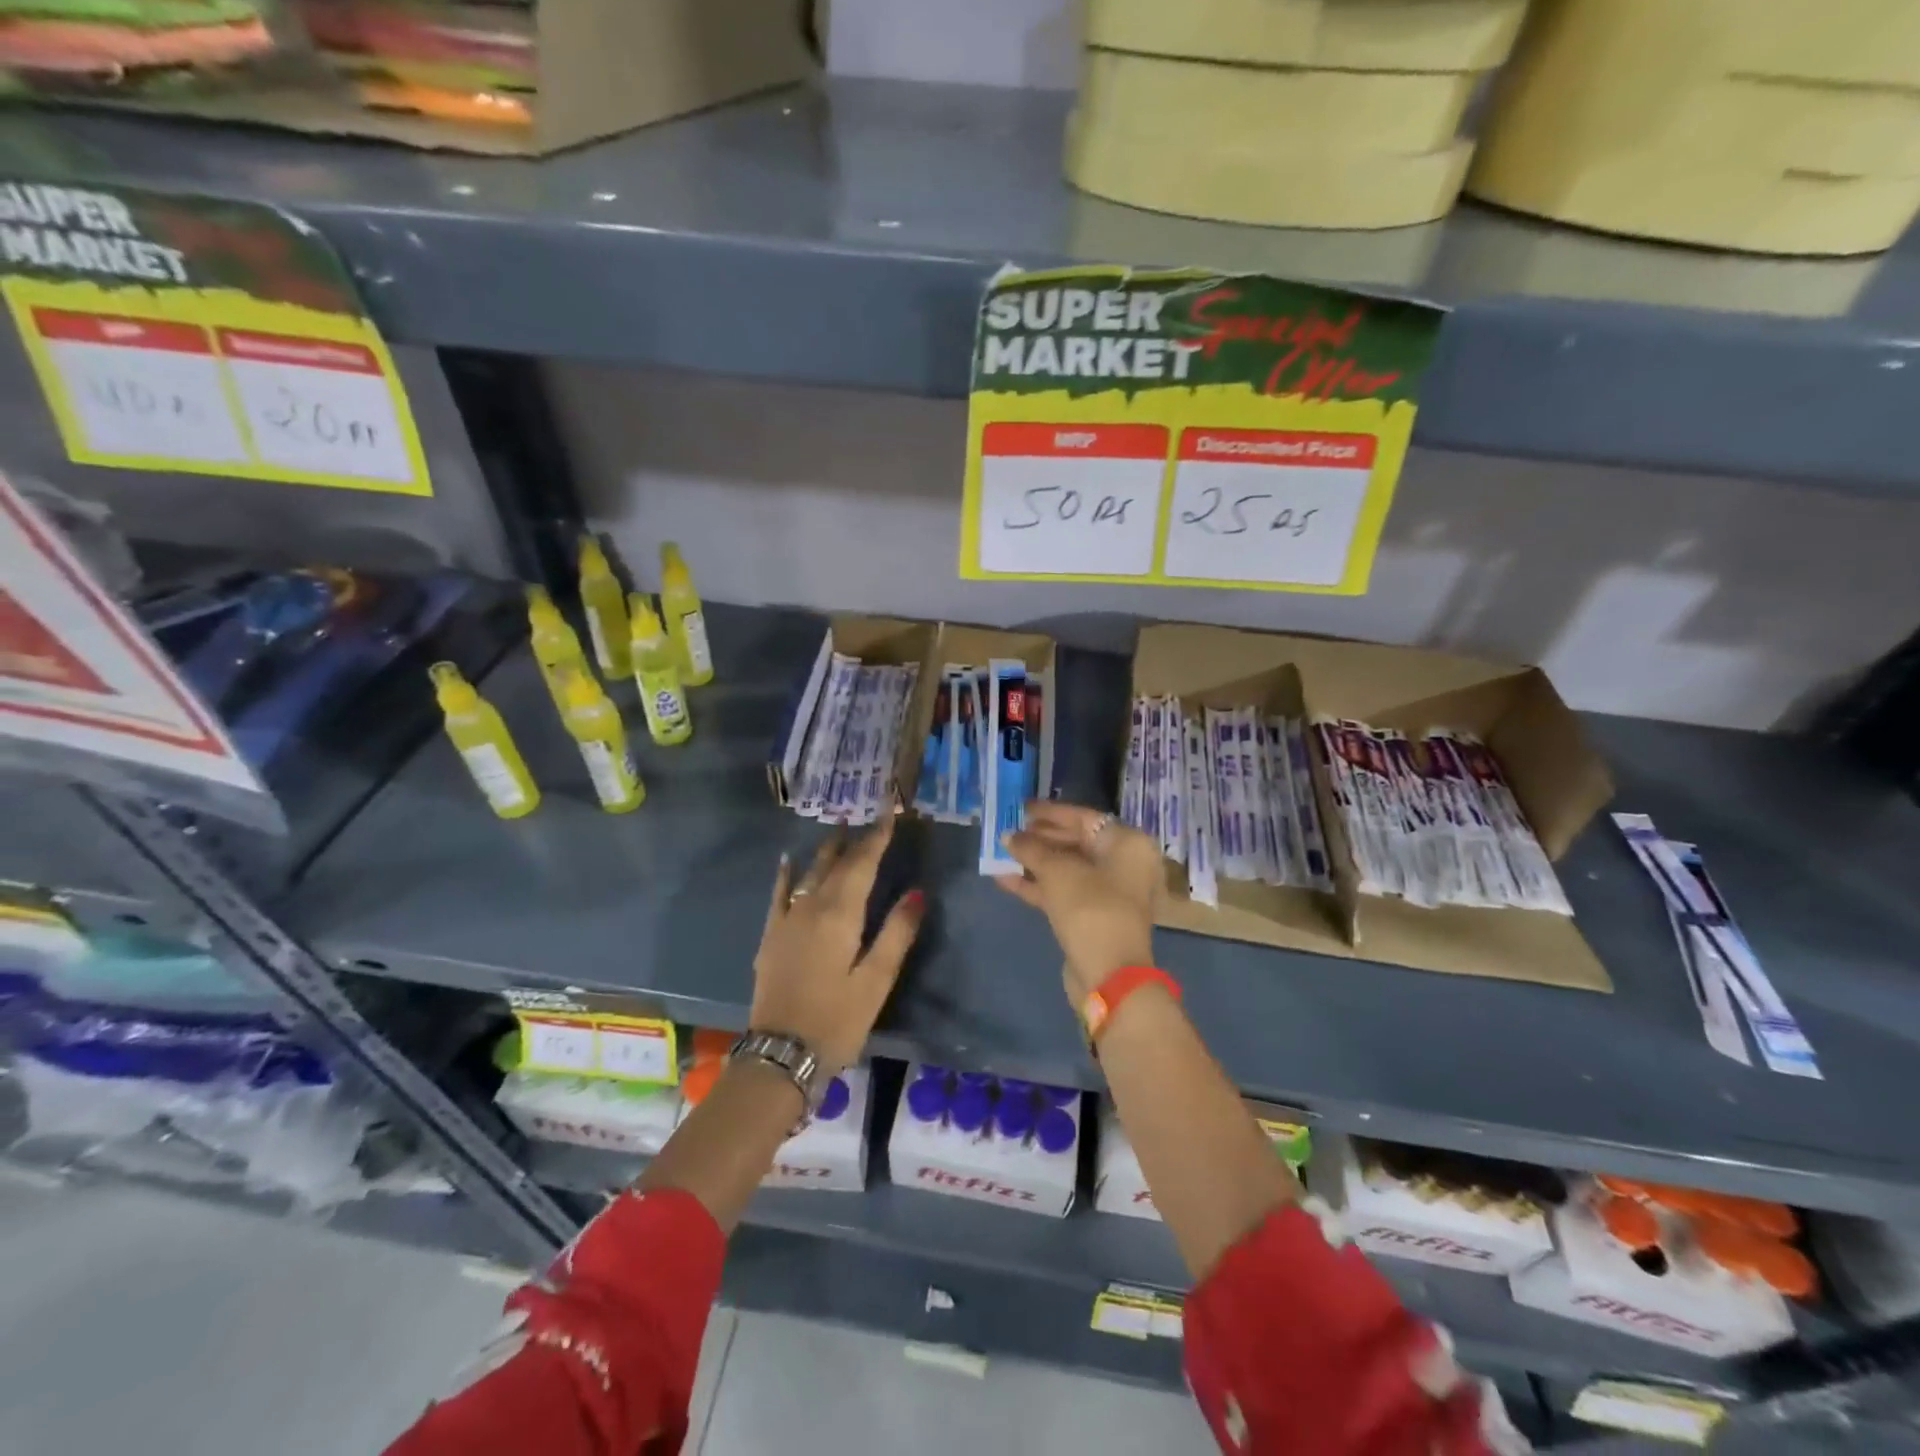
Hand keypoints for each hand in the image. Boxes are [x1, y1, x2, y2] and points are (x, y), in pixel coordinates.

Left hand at [751, 817, 923, 1077]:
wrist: (780, 1054)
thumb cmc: (837, 1020)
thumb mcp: (876, 981)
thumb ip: (897, 932)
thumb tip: (918, 891)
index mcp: (840, 914)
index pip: (862, 864)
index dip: (877, 838)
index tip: (889, 813)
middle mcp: (810, 907)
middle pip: (836, 865)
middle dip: (856, 840)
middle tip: (870, 818)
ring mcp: (786, 920)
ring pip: (809, 873)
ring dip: (826, 850)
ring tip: (839, 828)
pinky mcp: (771, 936)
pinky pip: (779, 894)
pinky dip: (786, 874)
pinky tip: (788, 860)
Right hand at [994, 802, 1159, 1008]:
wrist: (1109, 975)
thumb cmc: (1090, 908)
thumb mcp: (1057, 871)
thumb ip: (1031, 848)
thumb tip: (1009, 836)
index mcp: (1126, 843)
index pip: (1083, 818)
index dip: (1050, 812)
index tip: (1020, 808)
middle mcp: (1123, 864)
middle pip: (1075, 842)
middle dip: (1039, 838)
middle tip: (1007, 830)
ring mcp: (1109, 892)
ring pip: (1066, 869)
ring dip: (1034, 862)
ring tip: (1000, 852)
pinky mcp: (1092, 916)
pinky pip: (1063, 891)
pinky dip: (1037, 885)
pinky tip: (1004, 879)